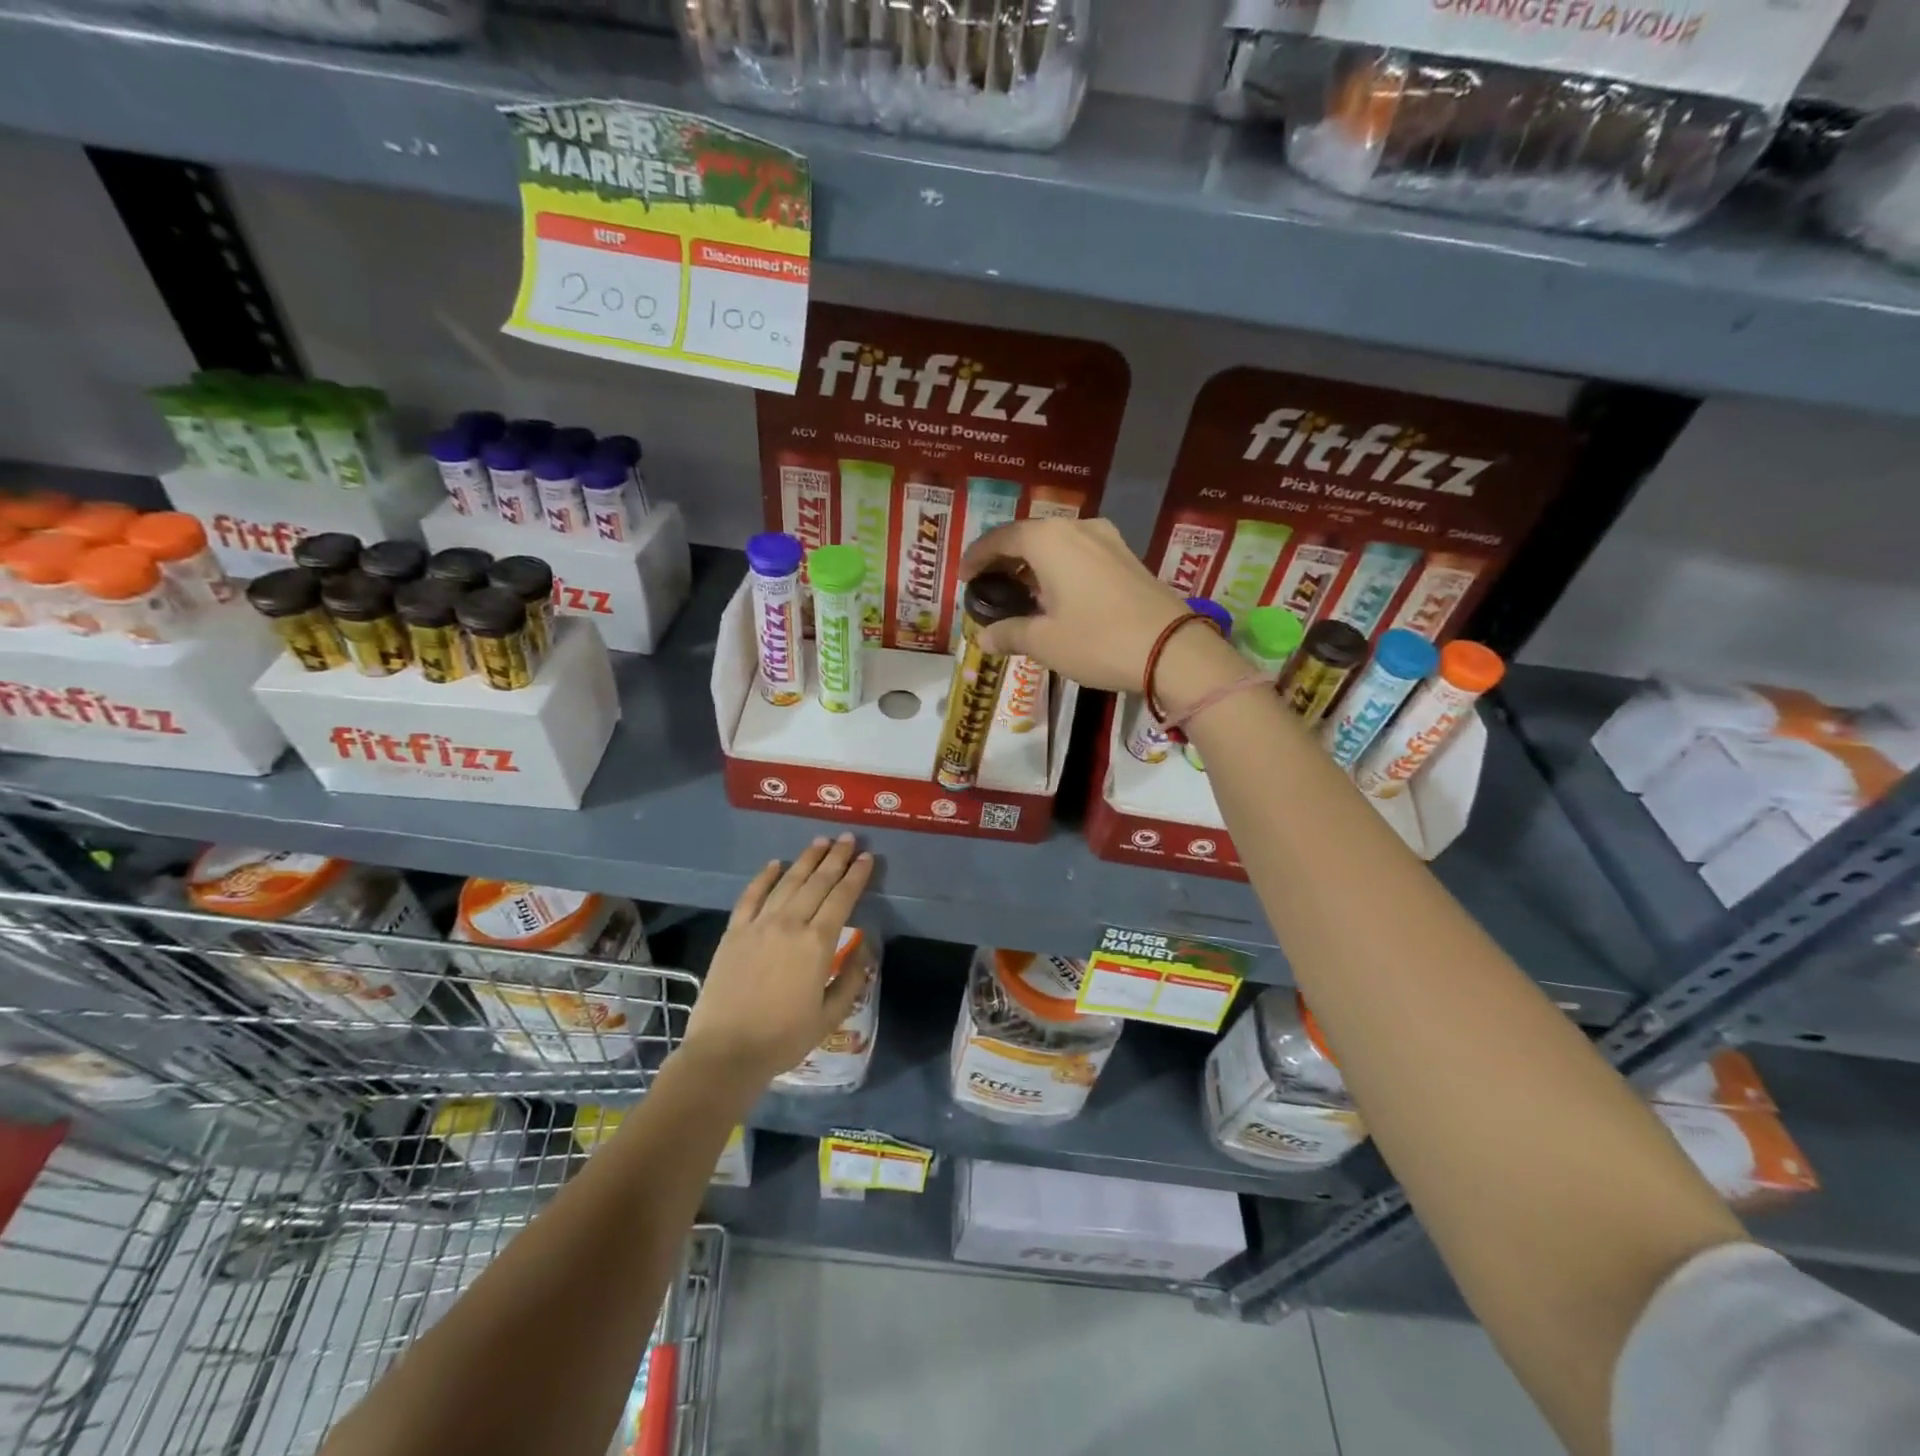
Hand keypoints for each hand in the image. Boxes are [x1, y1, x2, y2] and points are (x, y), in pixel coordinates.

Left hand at [681, 835, 873, 1085]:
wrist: (725, 1052)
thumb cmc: (783, 1038)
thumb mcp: (830, 1015)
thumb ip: (851, 977)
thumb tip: (863, 945)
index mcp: (817, 944)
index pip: (842, 898)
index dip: (856, 876)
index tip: (866, 857)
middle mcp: (790, 924)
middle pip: (817, 882)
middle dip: (835, 858)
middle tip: (847, 838)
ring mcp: (759, 924)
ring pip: (787, 882)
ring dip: (806, 860)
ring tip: (820, 842)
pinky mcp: (734, 932)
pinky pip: (751, 895)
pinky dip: (764, 877)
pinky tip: (774, 864)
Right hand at [959, 517, 1243, 712]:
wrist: (1173, 650)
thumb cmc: (1098, 641)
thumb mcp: (1045, 642)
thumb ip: (1009, 633)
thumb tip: (983, 638)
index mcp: (1049, 540)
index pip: (1000, 538)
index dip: (977, 557)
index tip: (963, 578)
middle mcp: (1077, 528)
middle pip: (1029, 536)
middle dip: (1005, 559)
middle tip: (989, 584)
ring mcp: (1107, 539)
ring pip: (1057, 544)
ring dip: (1034, 563)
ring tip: (1020, 592)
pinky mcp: (1127, 556)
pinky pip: (1080, 553)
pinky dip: (1059, 568)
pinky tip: (1056, 594)